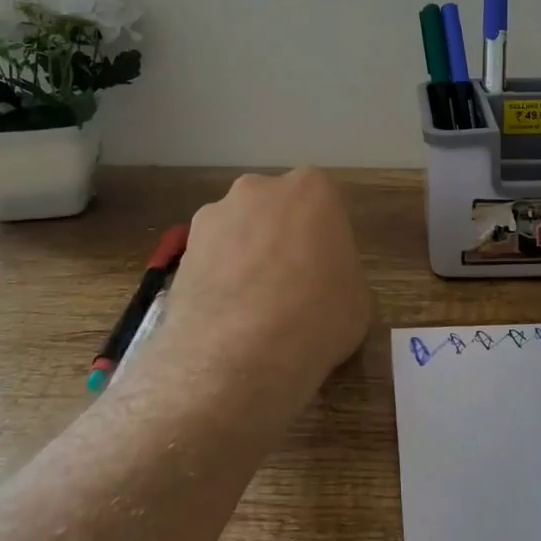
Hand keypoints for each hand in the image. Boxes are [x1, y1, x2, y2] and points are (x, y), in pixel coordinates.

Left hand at [144, 168, 373, 419]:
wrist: (241, 352)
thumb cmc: (317, 316)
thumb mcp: (357, 298)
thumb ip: (339, 273)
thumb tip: (322, 283)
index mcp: (312, 189)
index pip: (322, 206)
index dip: (323, 240)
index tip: (324, 272)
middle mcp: (260, 189)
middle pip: (274, 210)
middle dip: (279, 238)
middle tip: (288, 285)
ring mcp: (216, 215)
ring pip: (237, 231)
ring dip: (244, 256)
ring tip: (250, 307)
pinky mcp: (183, 248)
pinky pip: (209, 258)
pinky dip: (216, 279)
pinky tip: (225, 316)